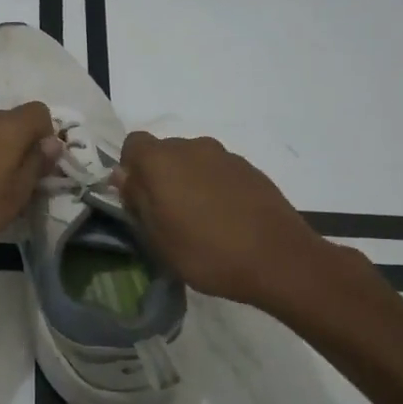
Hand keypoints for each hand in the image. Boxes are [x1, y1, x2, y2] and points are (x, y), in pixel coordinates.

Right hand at [112, 132, 319, 308]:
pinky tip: (226, 218)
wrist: (279, 259)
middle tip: (167, 214)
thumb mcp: (157, 237)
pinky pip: (219, 171)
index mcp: (161, 160)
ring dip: (189, 181)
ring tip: (200, 219)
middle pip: (164, 152)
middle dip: (159, 176)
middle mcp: (191, 147)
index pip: (133, 144)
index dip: (130, 169)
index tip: (137, 199)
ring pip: (193, 161)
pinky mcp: (250, 169)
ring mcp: (224, 155)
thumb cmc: (206, 252)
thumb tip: (123, 176)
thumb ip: (137, 200)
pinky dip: (214, 187)